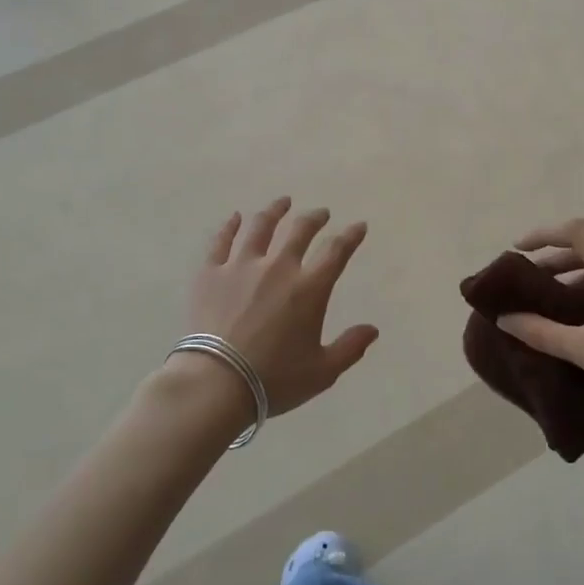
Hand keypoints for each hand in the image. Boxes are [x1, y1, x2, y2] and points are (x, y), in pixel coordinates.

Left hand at [180, 197, 380, 416]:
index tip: (359, 226)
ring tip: (282, 202)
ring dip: (275, 211)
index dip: (351, 236)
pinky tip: (235, 218)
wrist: (216, 382)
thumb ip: (350, 347)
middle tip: (321, 213)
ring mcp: (241, 266)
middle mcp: (278, 267)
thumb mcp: (322, 371)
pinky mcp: (210, 273)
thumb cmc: (274, 379)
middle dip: (314, 218)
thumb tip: (373, 329)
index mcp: (309, 288)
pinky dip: (230, 226)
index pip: (336, 251)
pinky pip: (221, 241)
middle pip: (299, 230)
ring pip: (260, 226)